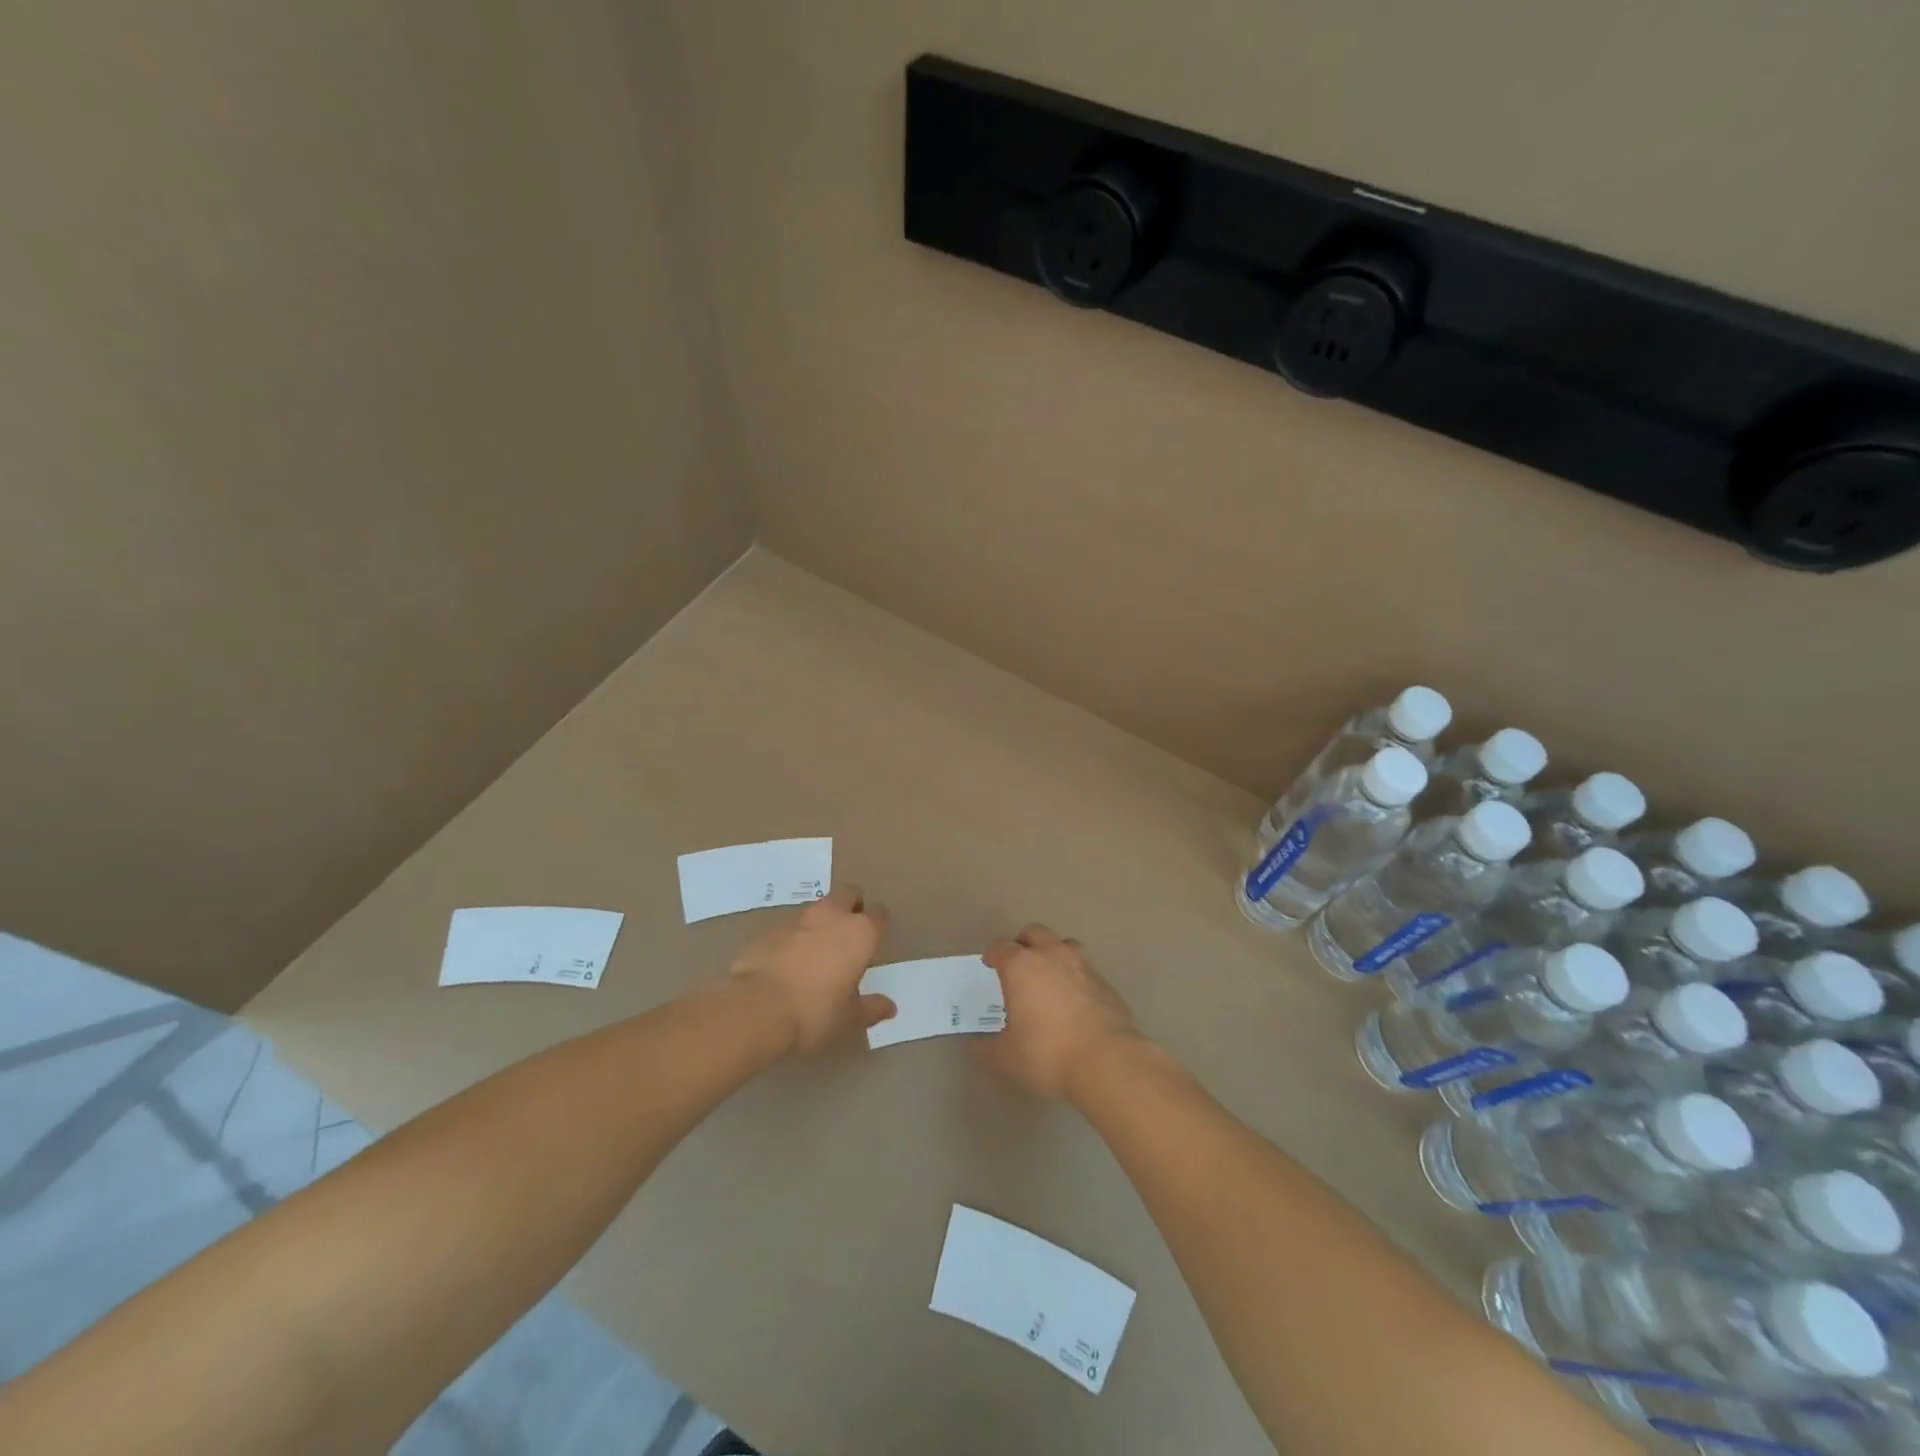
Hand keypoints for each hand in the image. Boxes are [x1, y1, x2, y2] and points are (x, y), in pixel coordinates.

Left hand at [730, 884, 894, 1052]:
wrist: (756, 1008)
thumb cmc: (815, 1012)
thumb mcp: (849, 1018)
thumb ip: (871, 1008)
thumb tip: (889, 1007)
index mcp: (860, 933)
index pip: (879, 914)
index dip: (879, 925)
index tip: (875, 941)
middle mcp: (831, 916)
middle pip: (849, 893)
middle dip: (852, 906)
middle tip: (849, 934)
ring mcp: (797, 918)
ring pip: (817, 907)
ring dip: (821, 921)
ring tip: (816, 951)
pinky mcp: (768, 928)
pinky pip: (789, 926)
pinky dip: (793, 937)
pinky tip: (787, 962)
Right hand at [975, 924, 1142, 1100]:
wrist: (1107, 1061)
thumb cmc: (1048, 1054)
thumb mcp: (1006, 1057)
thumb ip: (987, 1048)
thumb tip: (976, 1045)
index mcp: (1021, 966)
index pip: (1001, 946)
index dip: (993, 955)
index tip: (990, 965)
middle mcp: (1052, 956)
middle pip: (1034, 932)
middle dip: (1023, 943)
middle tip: (1018, 965)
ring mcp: (1083, 966)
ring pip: (1064, 944)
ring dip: (1053, 953)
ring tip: (1049, 977)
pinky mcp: (1105, 982)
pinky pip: (1085, 969)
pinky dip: (1075, 977)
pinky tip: (1075, 1002)